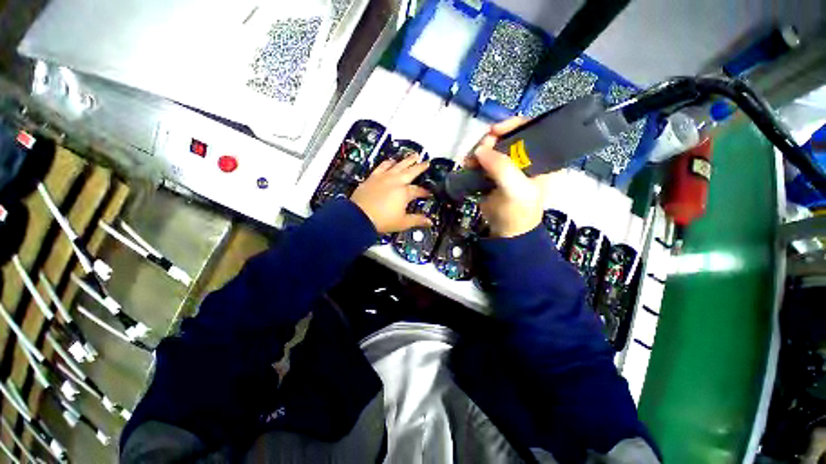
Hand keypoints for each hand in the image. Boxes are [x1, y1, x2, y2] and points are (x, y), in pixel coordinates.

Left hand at [351, 155, 433, 233]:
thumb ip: (417, 220)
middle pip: (411, 171)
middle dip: (420, 167)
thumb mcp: (403, 223)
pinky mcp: (373, 177)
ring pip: (398, 165)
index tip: (429, 193)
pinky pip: (382, 166)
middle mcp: (396, 181)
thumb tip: (430, 222)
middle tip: (426, 162)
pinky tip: (391, 160)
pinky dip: (388, 162)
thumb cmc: (382, 221)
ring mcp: (384, 178)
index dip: (425, 192)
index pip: (418, 190)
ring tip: (414, 155)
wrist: (359, 217)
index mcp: (404, 193)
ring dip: (407, 160)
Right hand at [466, 117, 552, 237]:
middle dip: (491, 140)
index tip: (494, 131)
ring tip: (469, 161)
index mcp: (544, 158)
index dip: (514, 125)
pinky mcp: (495, 173)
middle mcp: (528, 157)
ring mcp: (509, 165)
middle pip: (508, 136)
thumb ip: (502, 168)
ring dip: (479, 150)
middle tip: (479, 151)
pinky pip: (484, 158)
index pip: (533, 130)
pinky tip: (468, 165)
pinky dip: (474, 159)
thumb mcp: (516, 190)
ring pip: (493, 146)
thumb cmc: (518, 212)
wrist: (505, 232)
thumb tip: (480, 150)